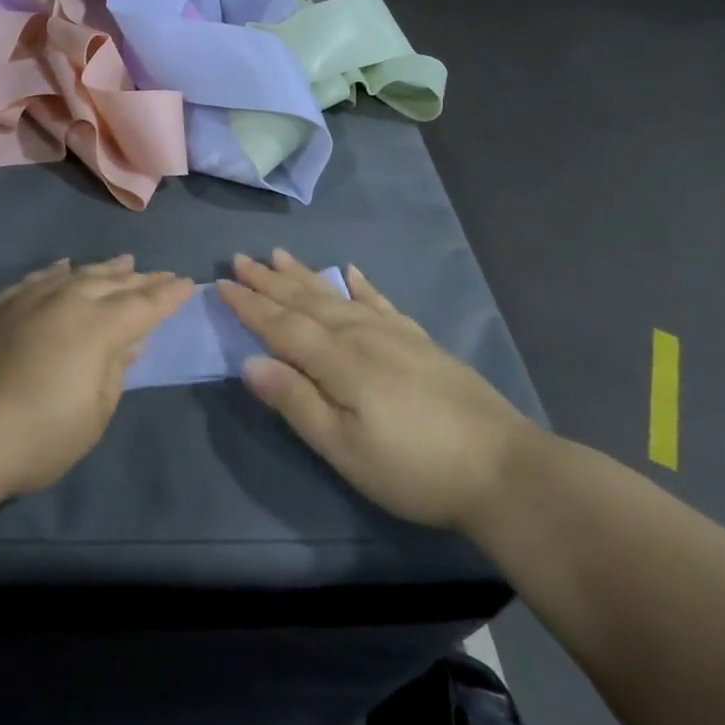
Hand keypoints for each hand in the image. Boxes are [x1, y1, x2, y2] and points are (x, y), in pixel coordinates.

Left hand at [0, 256, 192, 502]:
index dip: (168, 295)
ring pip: (74, 275)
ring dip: (102, 269)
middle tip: (162, 274)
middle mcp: (64, 301)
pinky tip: (62, 268)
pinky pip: (35, 279)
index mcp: (96, 328)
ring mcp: (26, 300)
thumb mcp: (92, 416)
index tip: (189, 284)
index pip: (143, 305)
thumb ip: (114, 372)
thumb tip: (129, 341)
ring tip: (123, 262)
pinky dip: (55, 272)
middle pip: (111, 283)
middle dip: (141, 279)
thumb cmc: (33, 438)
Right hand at [217, 250, 539, 531]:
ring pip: (337, 295)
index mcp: (338, 360)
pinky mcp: (420, 341)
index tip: (221, 284)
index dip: (250, 306)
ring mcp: (394, 334)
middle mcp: (361, 335)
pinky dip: (361, 285)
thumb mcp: (344, 448)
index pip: (281, 326)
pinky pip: (380, 302)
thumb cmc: (413, 468)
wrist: (503, 469)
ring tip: (280, 255)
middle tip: (241, 258)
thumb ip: (296, 401)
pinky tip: (350, 272)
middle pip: (306, 301)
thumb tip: (249, 362)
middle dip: (270, 281)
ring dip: (304, 275)